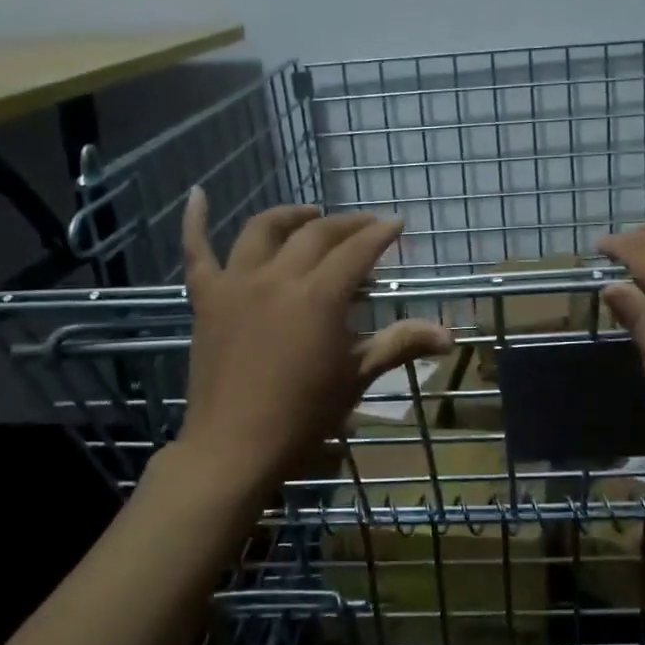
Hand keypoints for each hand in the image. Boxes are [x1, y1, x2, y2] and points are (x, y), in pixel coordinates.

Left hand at [177, 189, 451, 499]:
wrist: (234, 448)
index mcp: (319, 296)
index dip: (380, 233)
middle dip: (347, 224)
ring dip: (291, 216)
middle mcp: (278, 277)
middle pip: (316, 234)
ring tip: (310, 215)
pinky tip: (198, 195)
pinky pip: (196, 251)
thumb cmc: (303, 415)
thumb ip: (400, 344)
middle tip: (366, 226)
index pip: (357, 250)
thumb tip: (450, 335)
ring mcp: (236, 284)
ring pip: (262, 231)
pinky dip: (194, 221)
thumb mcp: (357, 377)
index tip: (397, 224)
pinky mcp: (206, 299)